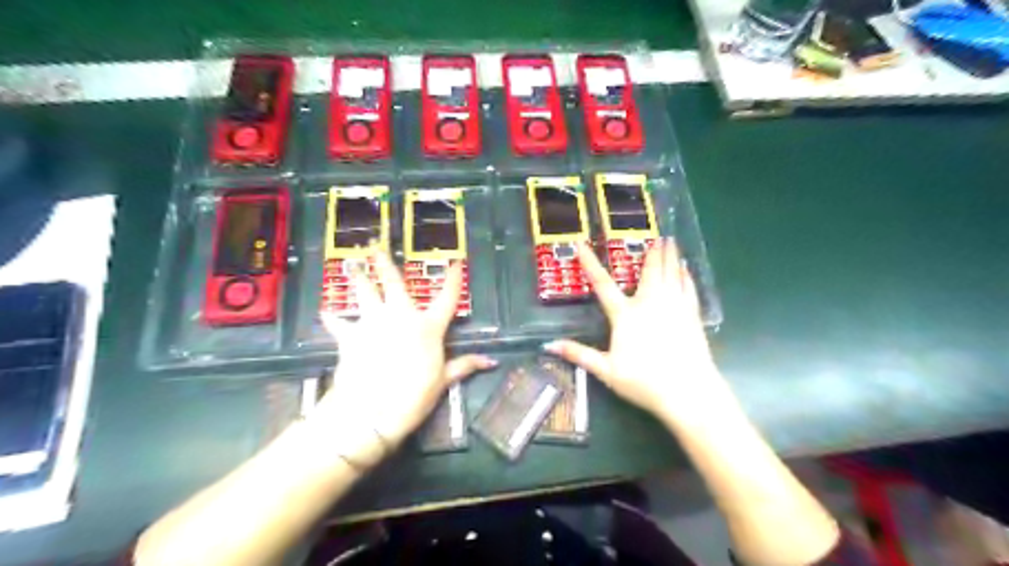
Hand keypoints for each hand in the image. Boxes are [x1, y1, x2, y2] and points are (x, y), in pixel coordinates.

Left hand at [311, 252, 493, 464]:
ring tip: (350, 264)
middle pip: (393, 283)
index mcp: (428, 327)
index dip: (453, 279)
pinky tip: (326, 312)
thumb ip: (465, 366)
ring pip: (364, 293)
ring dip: (358, 278)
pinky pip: (339, 323)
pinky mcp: (350, 335)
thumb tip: (491, 361)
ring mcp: (373, 323)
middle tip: (374, 245)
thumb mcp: (443, 381)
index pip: (447, 298)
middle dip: (384, 262)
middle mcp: (401, 316)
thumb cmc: (413, 395)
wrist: (372, 409)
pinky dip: (333, 318)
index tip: (455, 262)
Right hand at [544, 239, 733, 428]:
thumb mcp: (606, 370)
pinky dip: (686, 276)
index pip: (602, 284)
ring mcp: (674, 307)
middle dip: (651, 252)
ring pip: (671, 274)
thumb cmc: (643, 381)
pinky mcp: (691, 316)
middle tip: (656, 235)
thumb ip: (579, 354)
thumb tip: (549, 345)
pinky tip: (686, 269)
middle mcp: (650, 303)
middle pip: (649, 272)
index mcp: (626, 314)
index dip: (589, 263)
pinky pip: (688, 288)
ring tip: (671, 241)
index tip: (581, 245)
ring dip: (670, 257)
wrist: (687, 391)